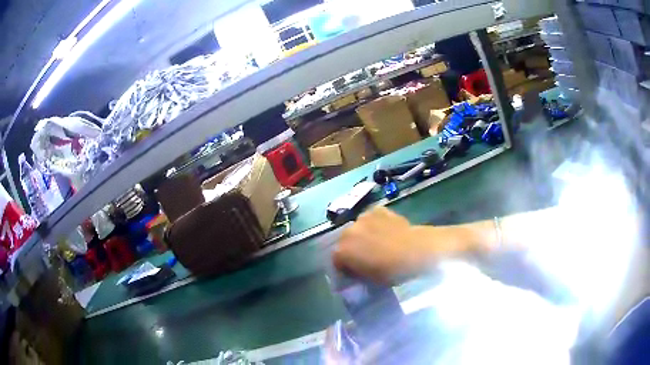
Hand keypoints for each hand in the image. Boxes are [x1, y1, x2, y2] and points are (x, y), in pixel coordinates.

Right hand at [332, 206, 464, 283]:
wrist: (417, 250)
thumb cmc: (392, 270)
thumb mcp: (370, 279)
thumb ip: (357, 273)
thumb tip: (356, 270)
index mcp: (342, 251)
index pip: (336, 260)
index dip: (345, 267)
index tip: (355, 272)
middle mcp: (348, 231)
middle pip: (345, 242)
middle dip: (352, 249)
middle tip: (366, 257)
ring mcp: (363, 218)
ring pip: (358, 228)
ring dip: (363, 235)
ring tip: (378, 242)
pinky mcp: (378, 210)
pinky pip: (372, 219)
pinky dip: (376, 224)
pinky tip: (387, 231)